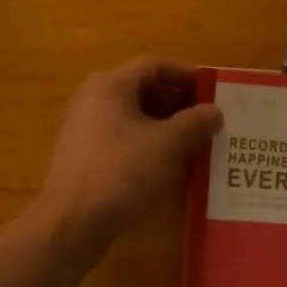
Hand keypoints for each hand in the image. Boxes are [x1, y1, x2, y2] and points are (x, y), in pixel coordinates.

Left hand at [38, 58, 223, 251]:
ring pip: (133, 116)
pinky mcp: (84, 154)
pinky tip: (169, 164)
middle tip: (208, 119)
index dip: (185, 74)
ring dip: (164, 125)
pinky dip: (147, 143)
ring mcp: (85, 127)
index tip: (212, 91)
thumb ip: (194, 123)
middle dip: (177, 103)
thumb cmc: (121, 171)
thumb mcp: (167, 145)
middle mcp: (93, 98)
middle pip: (142, 89)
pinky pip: (122, 137)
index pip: (154, 66)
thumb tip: (214, 111)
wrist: (72, 221)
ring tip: (195, 142)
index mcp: (110, 84)